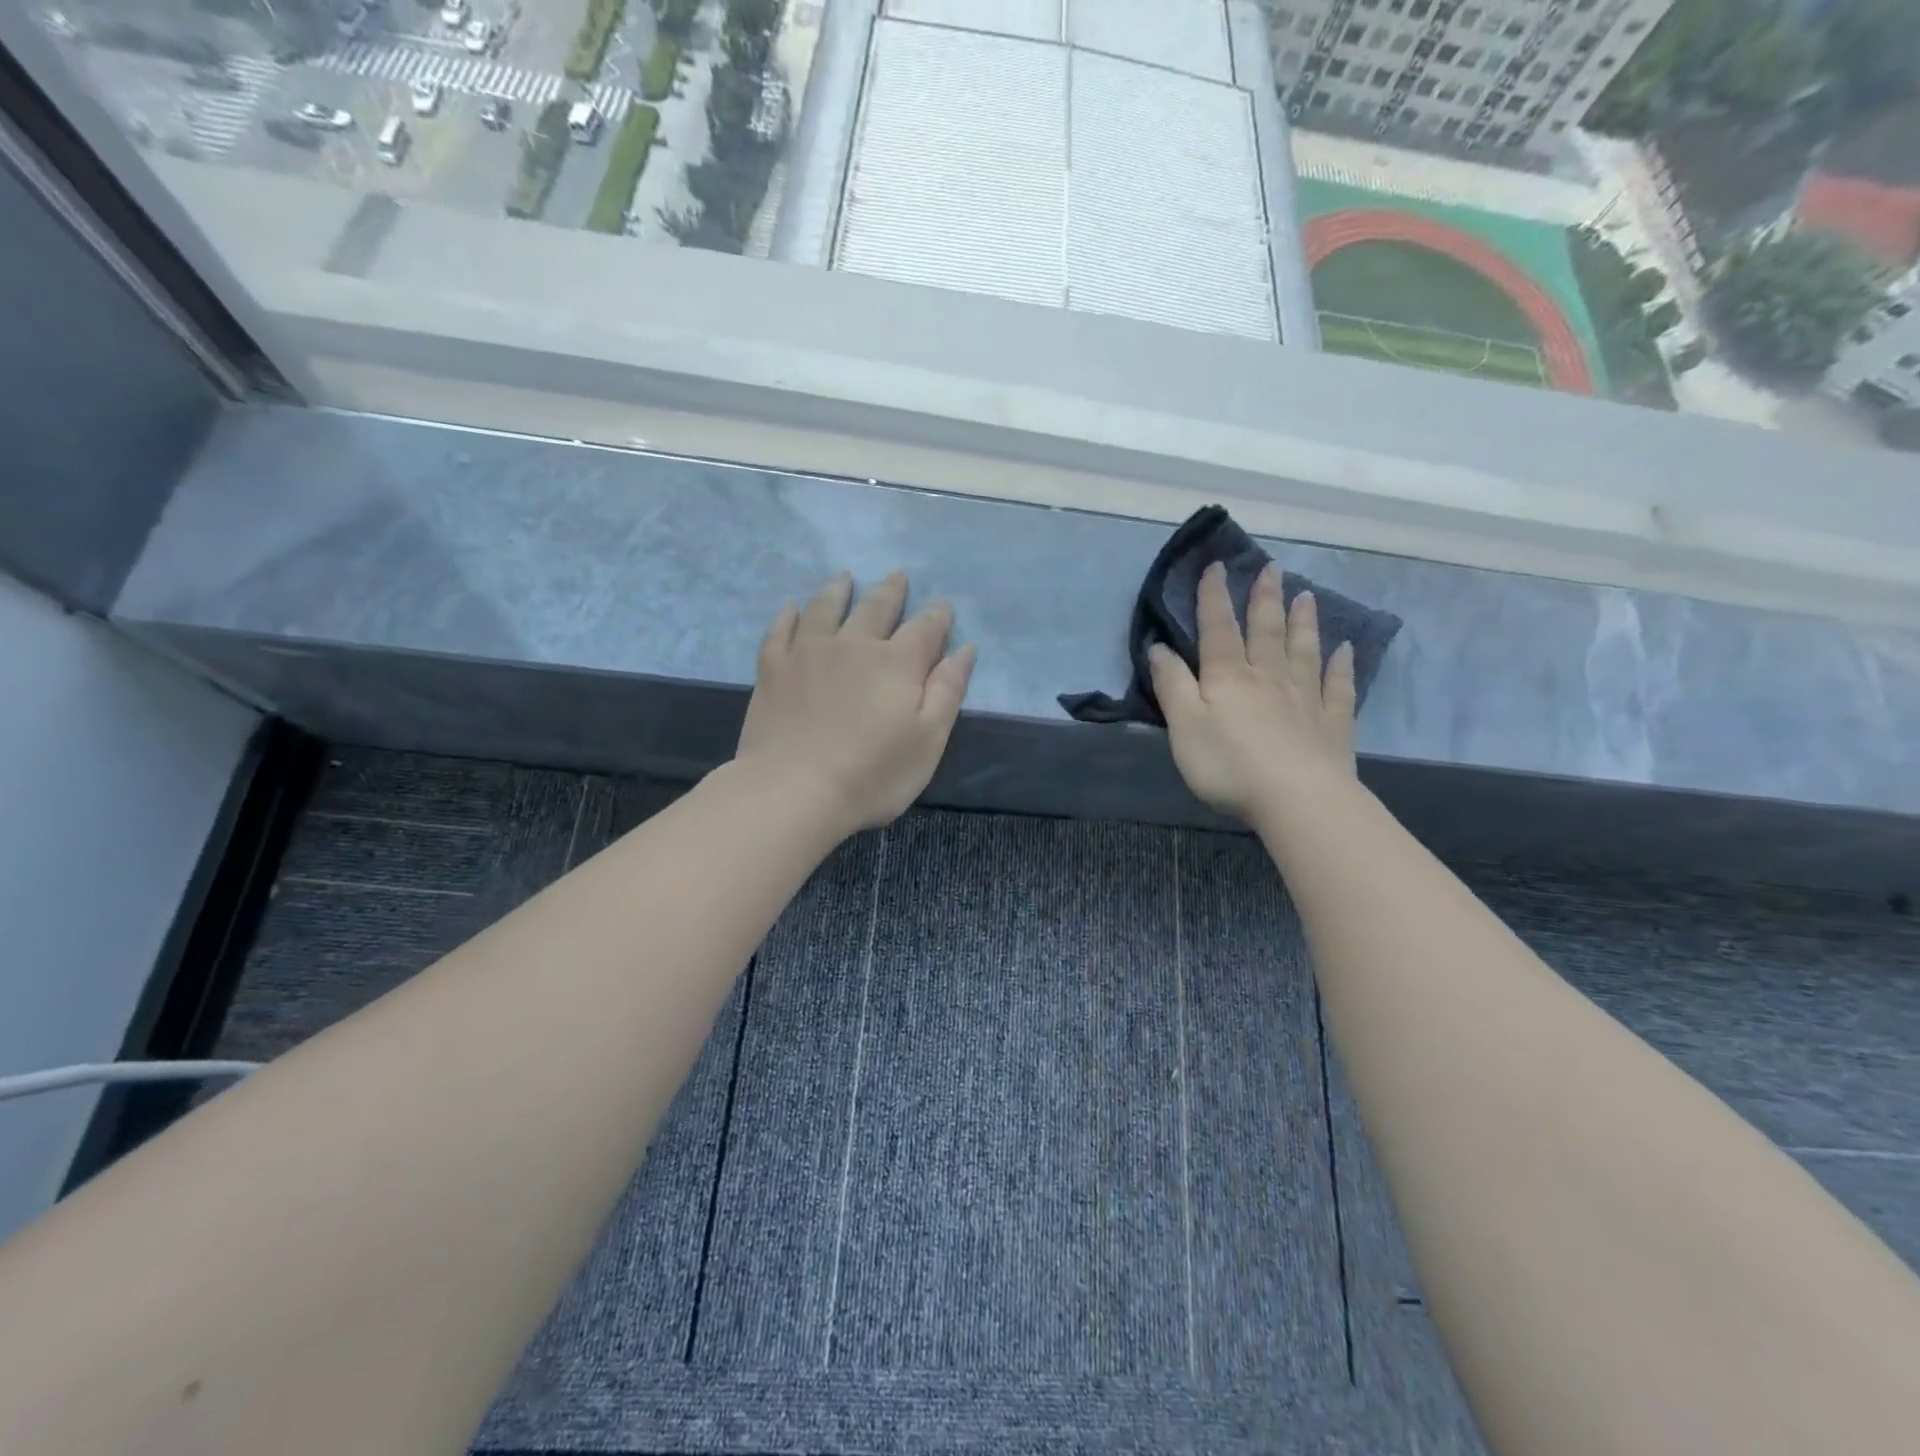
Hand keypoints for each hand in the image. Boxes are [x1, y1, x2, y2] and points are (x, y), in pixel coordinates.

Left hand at [735, 571, 977, 836]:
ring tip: (845, 576)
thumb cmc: (872, 774)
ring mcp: (808, 653)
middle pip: (876, 608)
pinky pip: (780, 632)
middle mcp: (854, 646)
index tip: (943, 606)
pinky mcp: (774, 670)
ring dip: (838, 591)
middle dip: (891, 591)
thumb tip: (965, 650)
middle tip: (897, 574)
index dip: (937, 616)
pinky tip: (791, 607)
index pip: (924, 629)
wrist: (793, 790)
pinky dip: (787, 616)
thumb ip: (948, 691)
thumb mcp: (928, 740)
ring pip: (826, 610)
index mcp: (897, 663)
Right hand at [1150, 561, 1356, 824]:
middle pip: (1266, 631)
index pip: (1218, 628)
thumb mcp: (1184, 725)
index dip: (1214, 597)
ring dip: (1303, 622)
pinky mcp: (1332, 723)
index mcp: (1229, 676)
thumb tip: (1158, 647)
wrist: (1296, 798)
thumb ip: (1172, 685)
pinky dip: (1341, 666)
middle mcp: (1269, 677)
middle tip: (1272, 567)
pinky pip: (1338, 687)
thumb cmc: (1229, 764)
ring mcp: (1305, 698)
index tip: (1217, 566)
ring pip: (1304, 650)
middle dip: (1265, 598)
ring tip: (1306, 595)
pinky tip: (1346, 650)